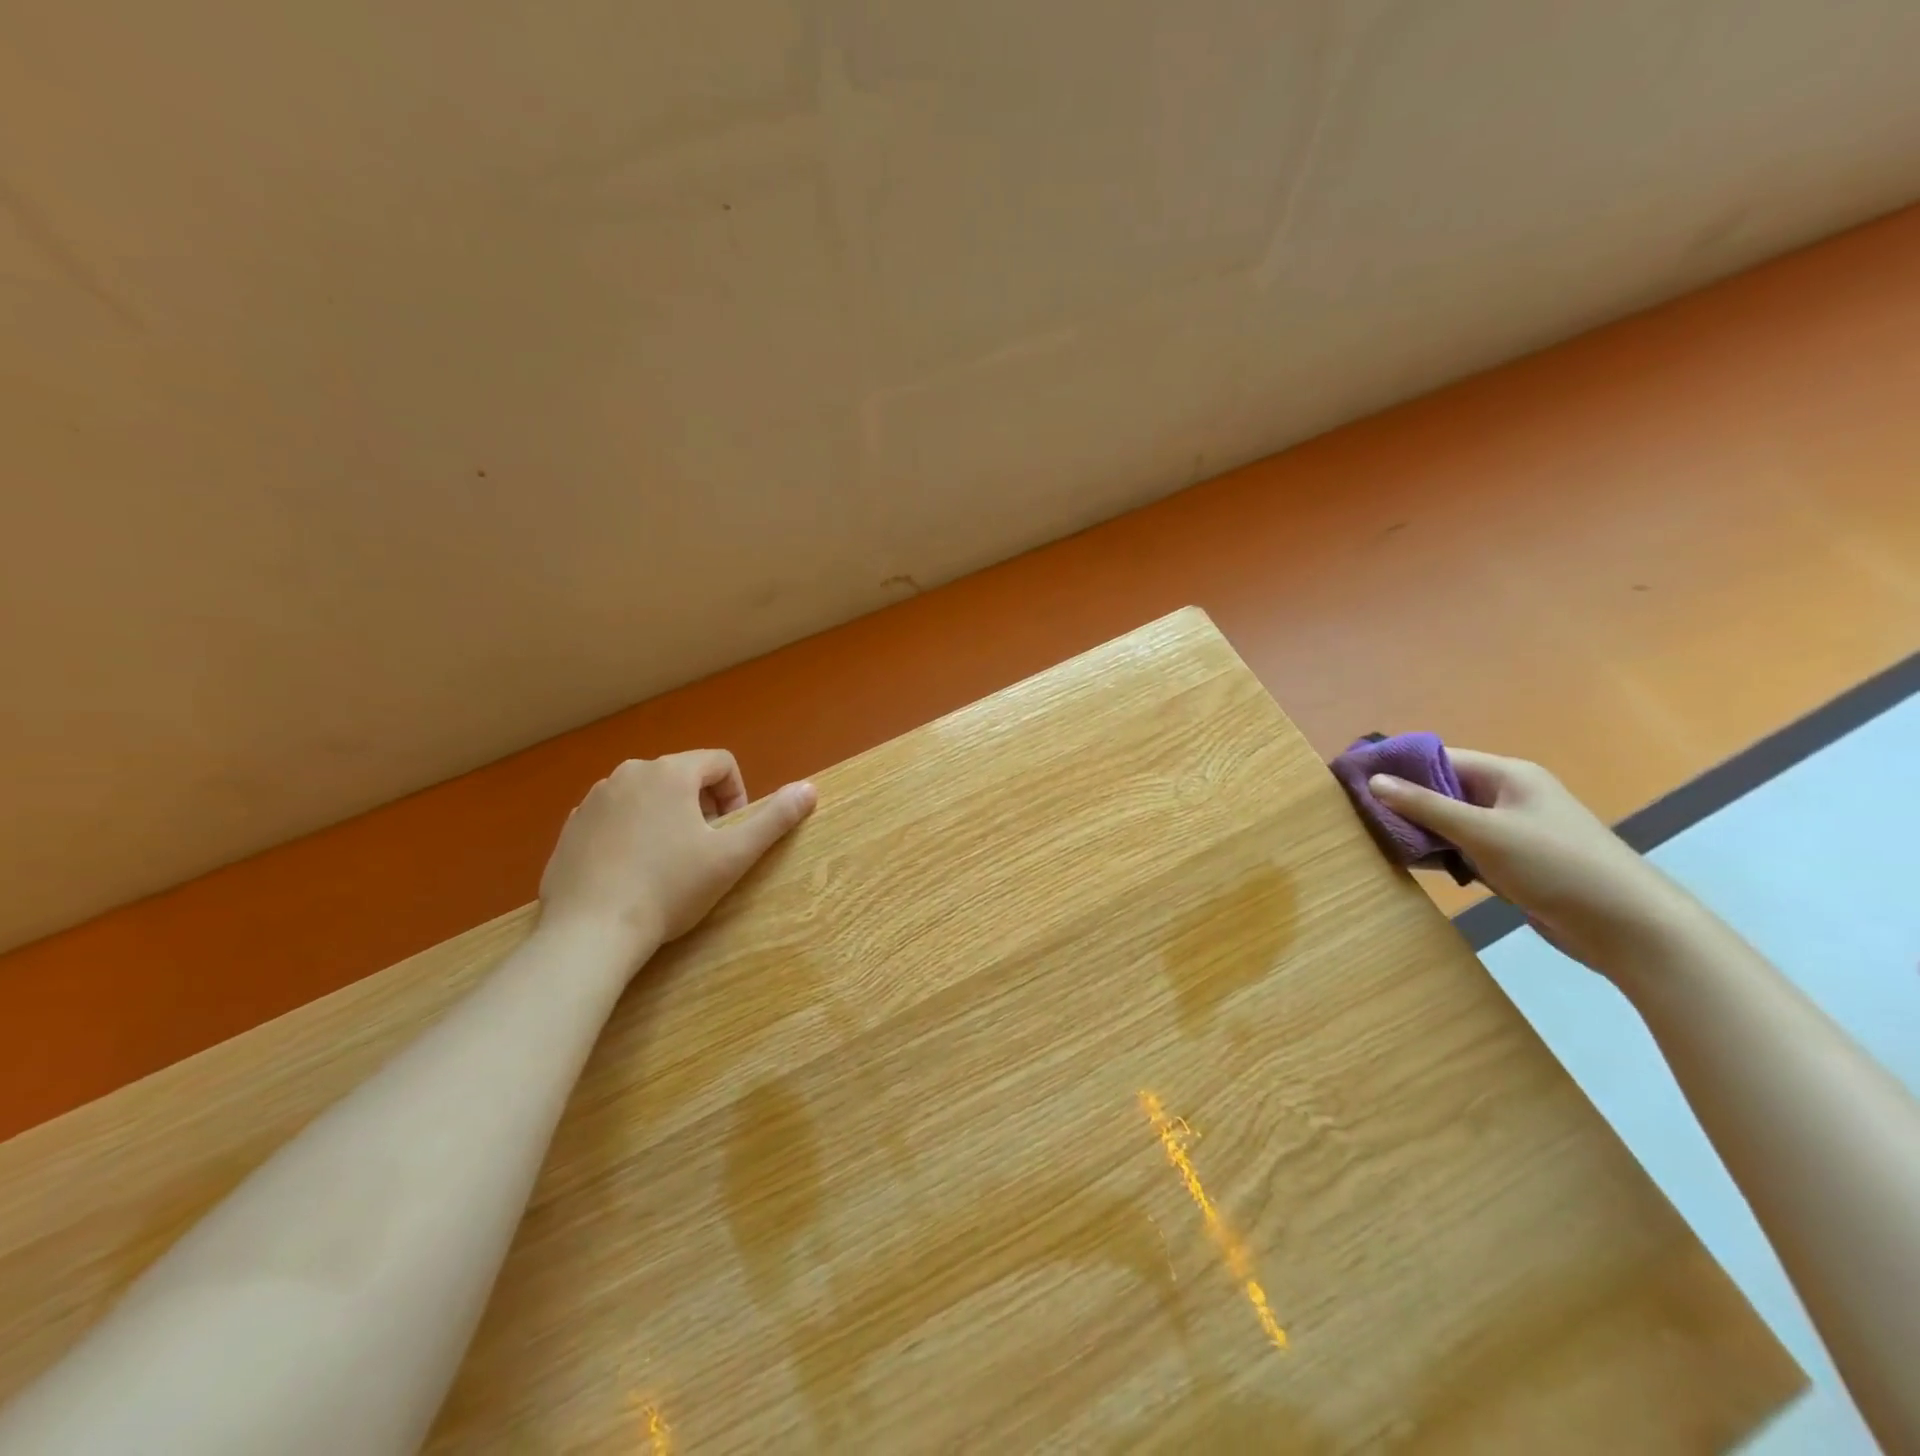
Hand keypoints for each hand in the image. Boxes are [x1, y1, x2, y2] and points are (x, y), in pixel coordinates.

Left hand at [538, 751, 816, 969]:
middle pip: (683, 777)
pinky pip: (615, 817)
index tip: (732, 834)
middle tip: (705, 852)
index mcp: (670, 772)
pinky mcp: (571, 827)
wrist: (589, 932)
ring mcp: (594, 799)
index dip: (737, 795)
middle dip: (702, 807)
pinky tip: (633, 873)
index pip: (720, 762)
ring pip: (648, 796)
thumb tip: (810, 788)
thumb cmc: (670, 889)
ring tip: (669, 864)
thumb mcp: (733, 856)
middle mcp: (629, 773)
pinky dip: (632, 834)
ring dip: (668, 818)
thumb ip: (775, 819)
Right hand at [1368, 749, 1690, 972]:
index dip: (1396, 766)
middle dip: (1402, 800)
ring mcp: (1510, 831)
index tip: (1353, 779)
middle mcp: (1507, 797)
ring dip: (1418, 830)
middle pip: (1442, 789)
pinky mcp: (1512, 863)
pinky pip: (1463, 849)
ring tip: (1372, 837)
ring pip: (1449, 822)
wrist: (1628, 927)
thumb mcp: (1483, 831)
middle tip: (1356, 813)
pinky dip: (1438, 853)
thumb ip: (1425, 806)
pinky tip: (1408, 862)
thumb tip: (1373, 780)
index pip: (1439, 758)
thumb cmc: (1555, 865)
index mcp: (1507, 775)